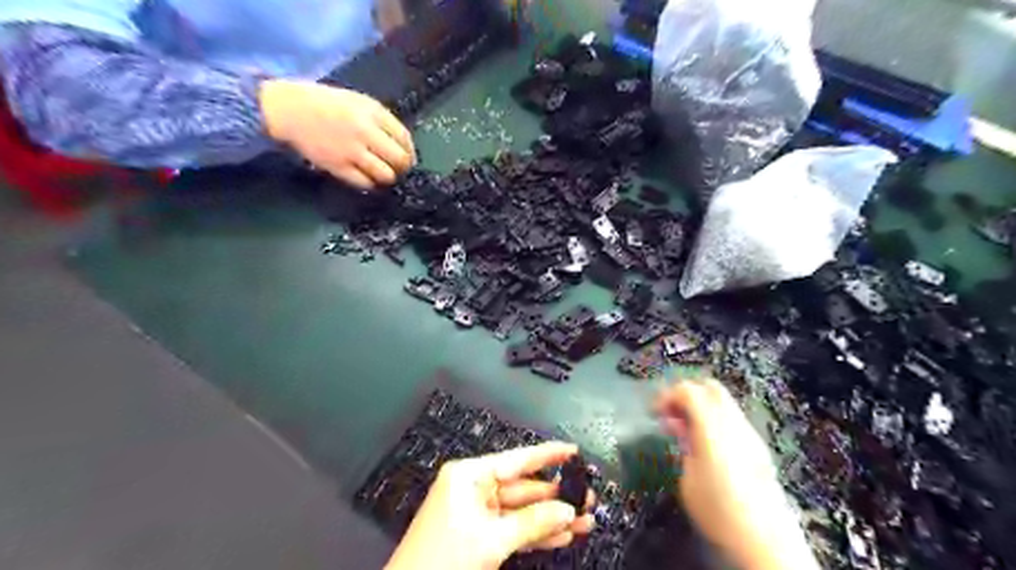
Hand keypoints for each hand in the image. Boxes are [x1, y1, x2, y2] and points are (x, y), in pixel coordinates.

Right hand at [257, 78, 414, 188]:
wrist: (288, 109)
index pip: (404, 138)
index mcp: (372, 112)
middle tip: (398, 169)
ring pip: (385, 175)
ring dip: (387, 177)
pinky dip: (369, 183)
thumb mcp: (358, 102)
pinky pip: (364, 183)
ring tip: (382, 174)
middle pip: (400, 159)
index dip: (410, 151)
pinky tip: (366, 177)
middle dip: (403, 167)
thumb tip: (402, 145)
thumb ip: (381, 121)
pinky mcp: (338, 166)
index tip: (408, 157)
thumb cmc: (325, 104)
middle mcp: (365, 131)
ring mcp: (352, 151)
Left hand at [387, 440, 596, 569]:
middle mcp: (473, 488)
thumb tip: (565, 510)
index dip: (547, 454)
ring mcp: (477, 513)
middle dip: (556, 496)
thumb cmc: (441, 560)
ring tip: (583, 520)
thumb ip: (532, 523)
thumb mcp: (491, 539)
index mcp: (469, 476)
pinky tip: (562, 535)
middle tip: (587, 497)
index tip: (572, 450)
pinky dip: (536, 533)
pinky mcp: (479, 535)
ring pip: (522, 510)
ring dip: (551, 517)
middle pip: (523, 487)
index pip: (516, 460)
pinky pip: (514, 528)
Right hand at [660, 379, 813, 569]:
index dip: (667, 395)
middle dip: (686, 394)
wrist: (765, 541)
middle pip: (710, 387)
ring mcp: (749, 433)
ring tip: (684, 430)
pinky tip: (704, 443)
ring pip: (723, 401)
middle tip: (670, 414)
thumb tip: (680, 428)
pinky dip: (714, 419)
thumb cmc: (718, 511)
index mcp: (712, 428)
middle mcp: (733, 423)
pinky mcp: (758, 447)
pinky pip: (732, 418)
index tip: (655, 413)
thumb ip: (684, 445)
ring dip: (701, 406)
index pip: (689, 390)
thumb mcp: (688, 479)